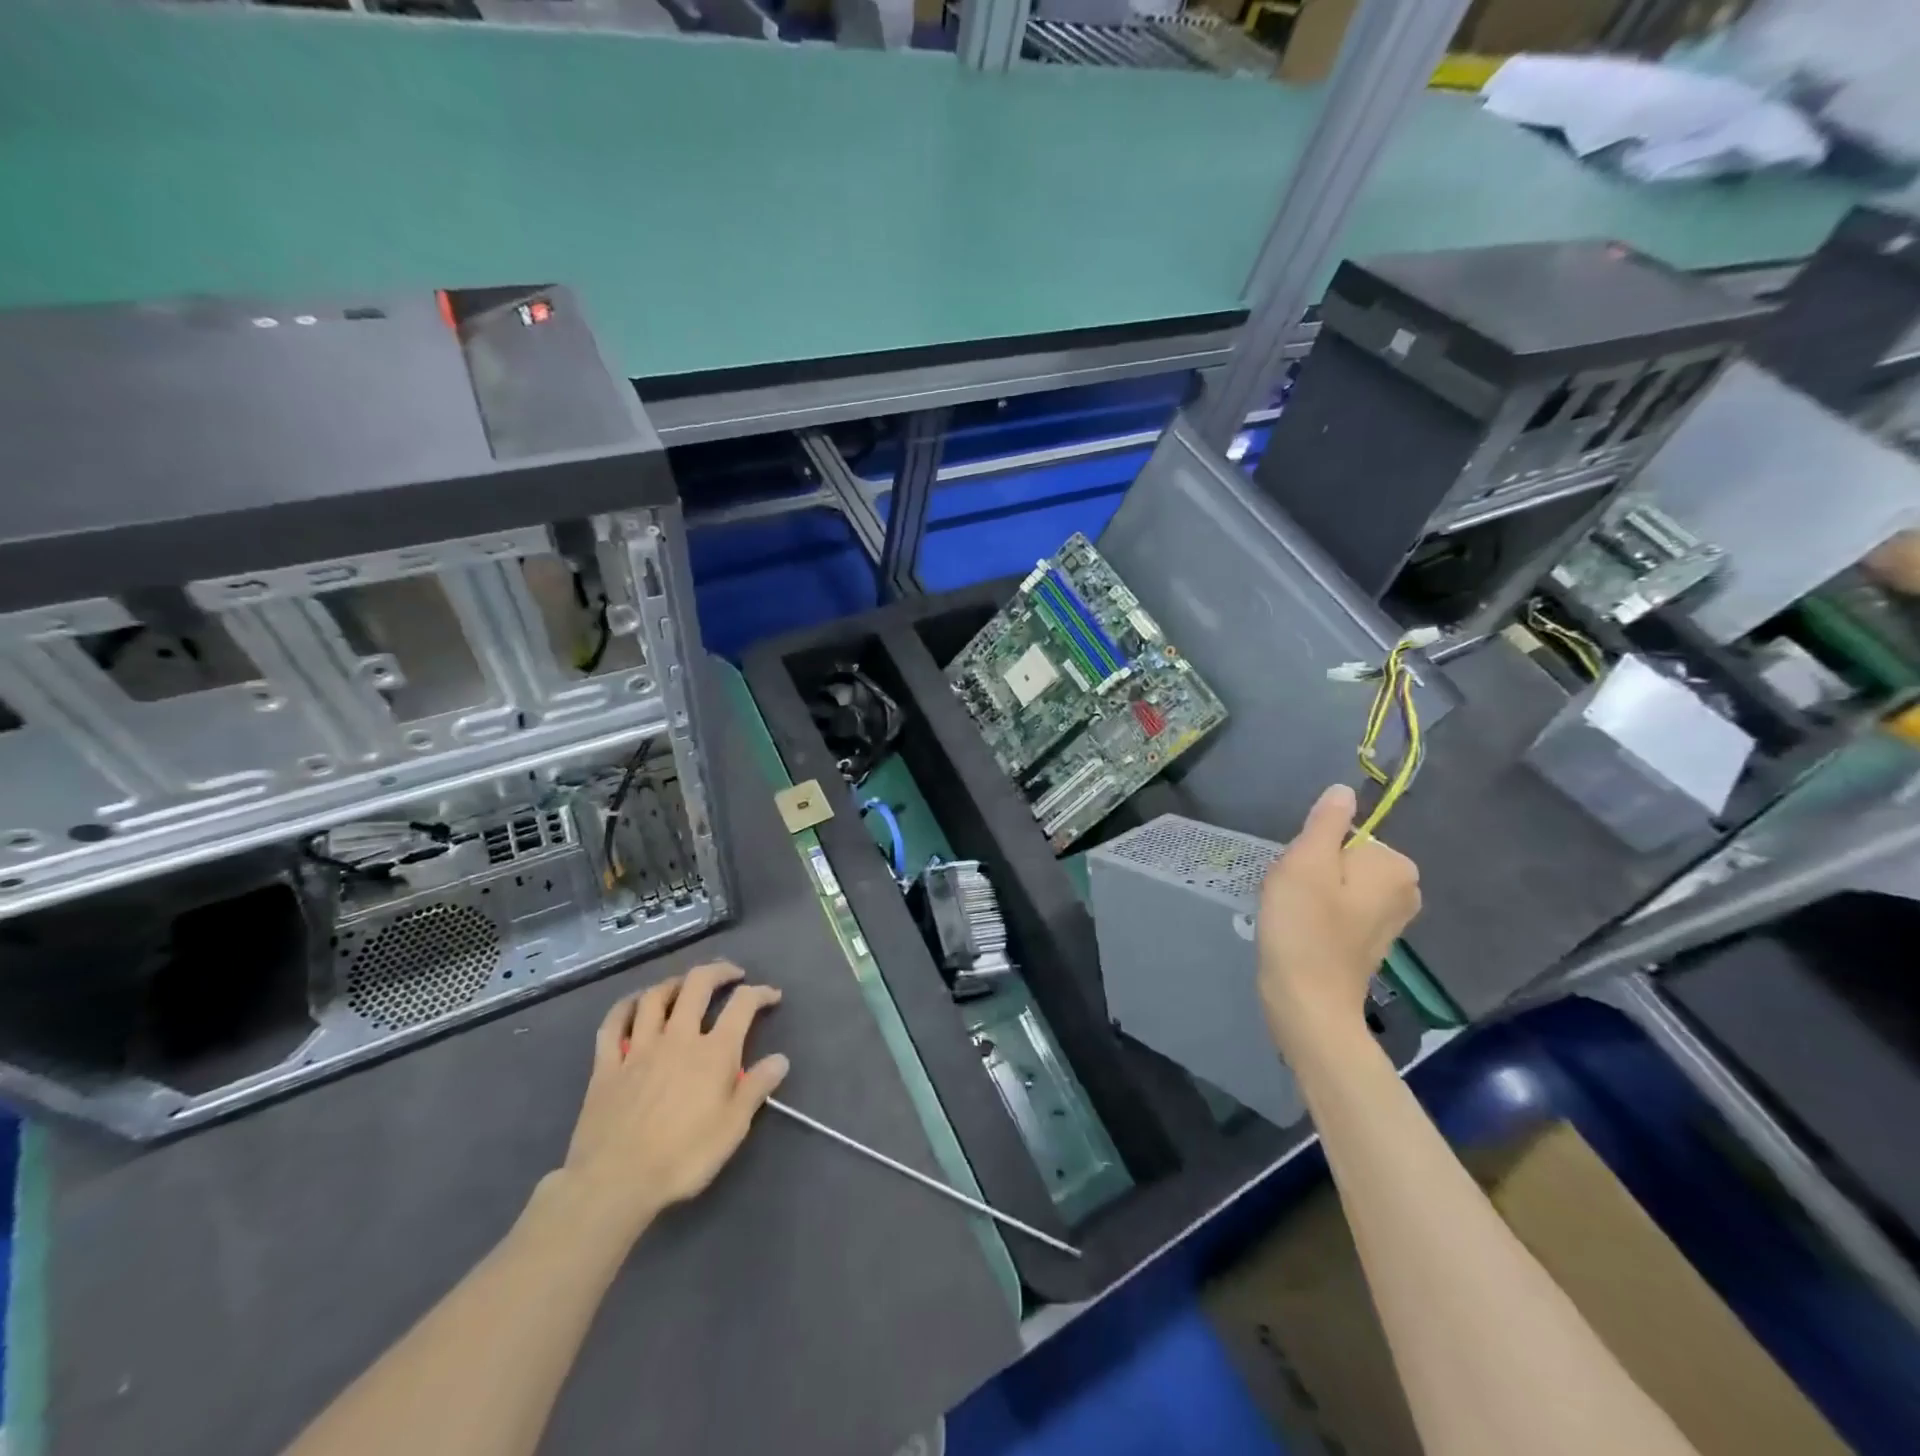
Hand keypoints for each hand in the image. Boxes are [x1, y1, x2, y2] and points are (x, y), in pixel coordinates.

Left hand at [558, 961, 788, 1242]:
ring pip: (655, 997)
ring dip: (674, 983)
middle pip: (697, 985)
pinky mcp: (607, 1064)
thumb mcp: (732, 1128)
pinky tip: (634, 1004)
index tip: (771, 995)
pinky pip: (613, 1024)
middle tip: (730, 974)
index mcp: (713, 1052)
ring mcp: (639, 1048)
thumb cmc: (683, 1158)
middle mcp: (678, 1038)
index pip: (742, 1005)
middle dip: (718, 972)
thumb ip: (756, 1088)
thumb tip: (781, 1059)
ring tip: (685, 985)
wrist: (614, 1182)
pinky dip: (625, 1006)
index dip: (760, 993)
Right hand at [1258, 784, 1420, 1054]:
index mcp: (1395, 864)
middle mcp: (1406, 888)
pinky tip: (1302, 933)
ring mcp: (1392, 917)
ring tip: (1294, 917)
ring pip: (1338, 882)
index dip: (1311, 851)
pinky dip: (1317, 915)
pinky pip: (1339, 908)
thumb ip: (1326, 822)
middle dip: (1311, 871)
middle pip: (1342, 856)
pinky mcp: (1373, 940)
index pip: (1341, 833)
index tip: (1298, 879)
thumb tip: (1344, 790)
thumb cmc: (1304, 928)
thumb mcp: (1305, 862)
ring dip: (1310, 893)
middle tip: (1293, 897)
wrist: (1307, 1002)